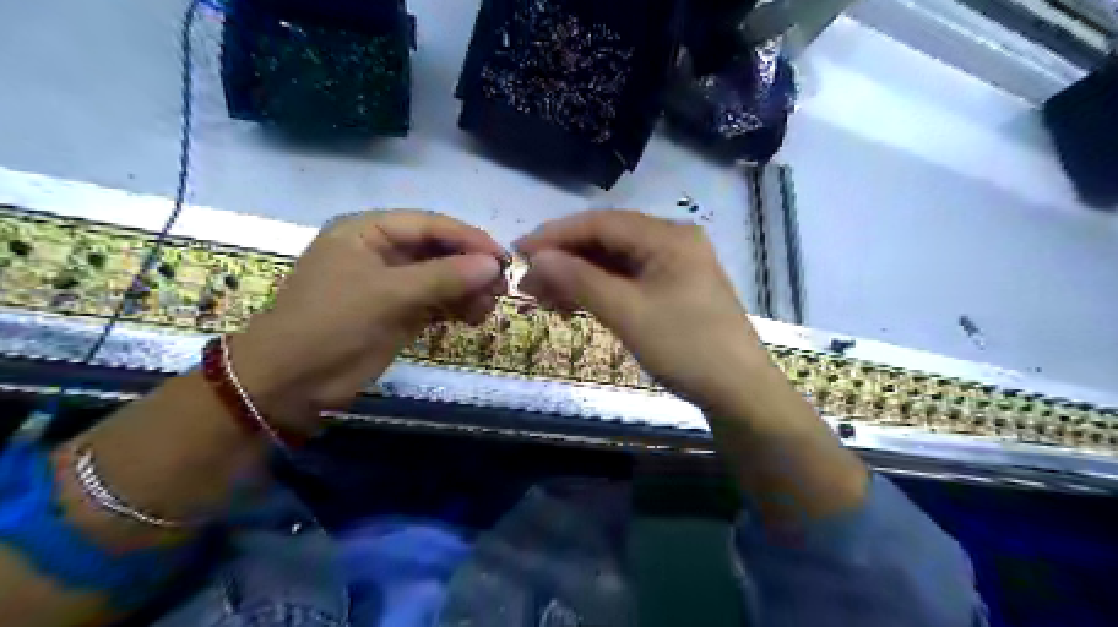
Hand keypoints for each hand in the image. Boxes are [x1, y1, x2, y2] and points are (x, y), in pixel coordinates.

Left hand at [233, 211, 508, 429]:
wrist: (291, 383)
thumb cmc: (331, 325)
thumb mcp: (388, 296)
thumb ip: (443, 277)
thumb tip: (492, 265)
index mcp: (368, 232)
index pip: (429, 224)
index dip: (467, 238)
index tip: (501, 257)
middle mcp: (382, 252)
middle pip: (438, 250)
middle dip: (470, 267)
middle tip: (501, 286)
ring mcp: (392, 284)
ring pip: (442, 277)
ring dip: (468, 289)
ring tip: (489, 307)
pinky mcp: (399, 312)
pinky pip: (437, 301)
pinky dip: (458, 307)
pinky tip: (475, 317)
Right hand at [518, 209, 770, 412]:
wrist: (739, 391)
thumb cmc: (685, 347)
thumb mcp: (628, 313)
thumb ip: (580, 280)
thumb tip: (538, 258)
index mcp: (667, 236)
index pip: (600, 223)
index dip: (555, 235)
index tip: (519, 252)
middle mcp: (672, 241)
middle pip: (607, 240)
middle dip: (565, 259)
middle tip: (529, 282)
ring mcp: (675, 265)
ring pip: (615, 261)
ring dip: (579, 276)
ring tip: (545, 297)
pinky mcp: (674, 289)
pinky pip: (629, 280)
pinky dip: (600, 290)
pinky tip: (576, 304)